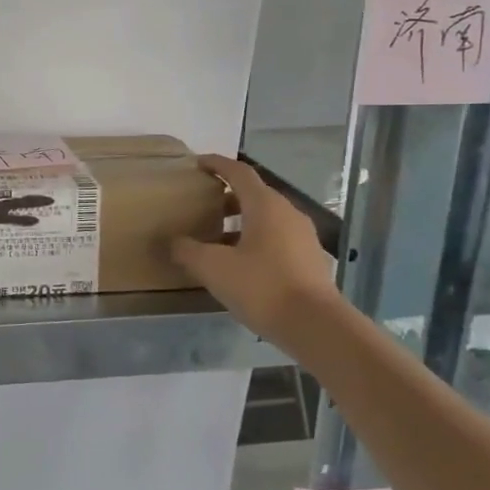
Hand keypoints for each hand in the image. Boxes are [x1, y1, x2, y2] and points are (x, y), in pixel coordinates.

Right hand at [173, 154, 338, 344]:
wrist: (316, 326)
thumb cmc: (262, 287)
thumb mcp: (213, 268)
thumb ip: (188, 251)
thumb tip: (173, 242)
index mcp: (265, 205)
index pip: (239, 172)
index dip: (217, 164)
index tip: (197, 163)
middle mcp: (287, 213)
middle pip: (254, 194)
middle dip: (226, 197)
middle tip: (201, 206)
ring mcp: (303, 236)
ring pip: (266, 218)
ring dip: (240, 221)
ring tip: (216, 239)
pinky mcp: (309, 259)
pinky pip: (277, 238)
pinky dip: (255, 240)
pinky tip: (241, 264)